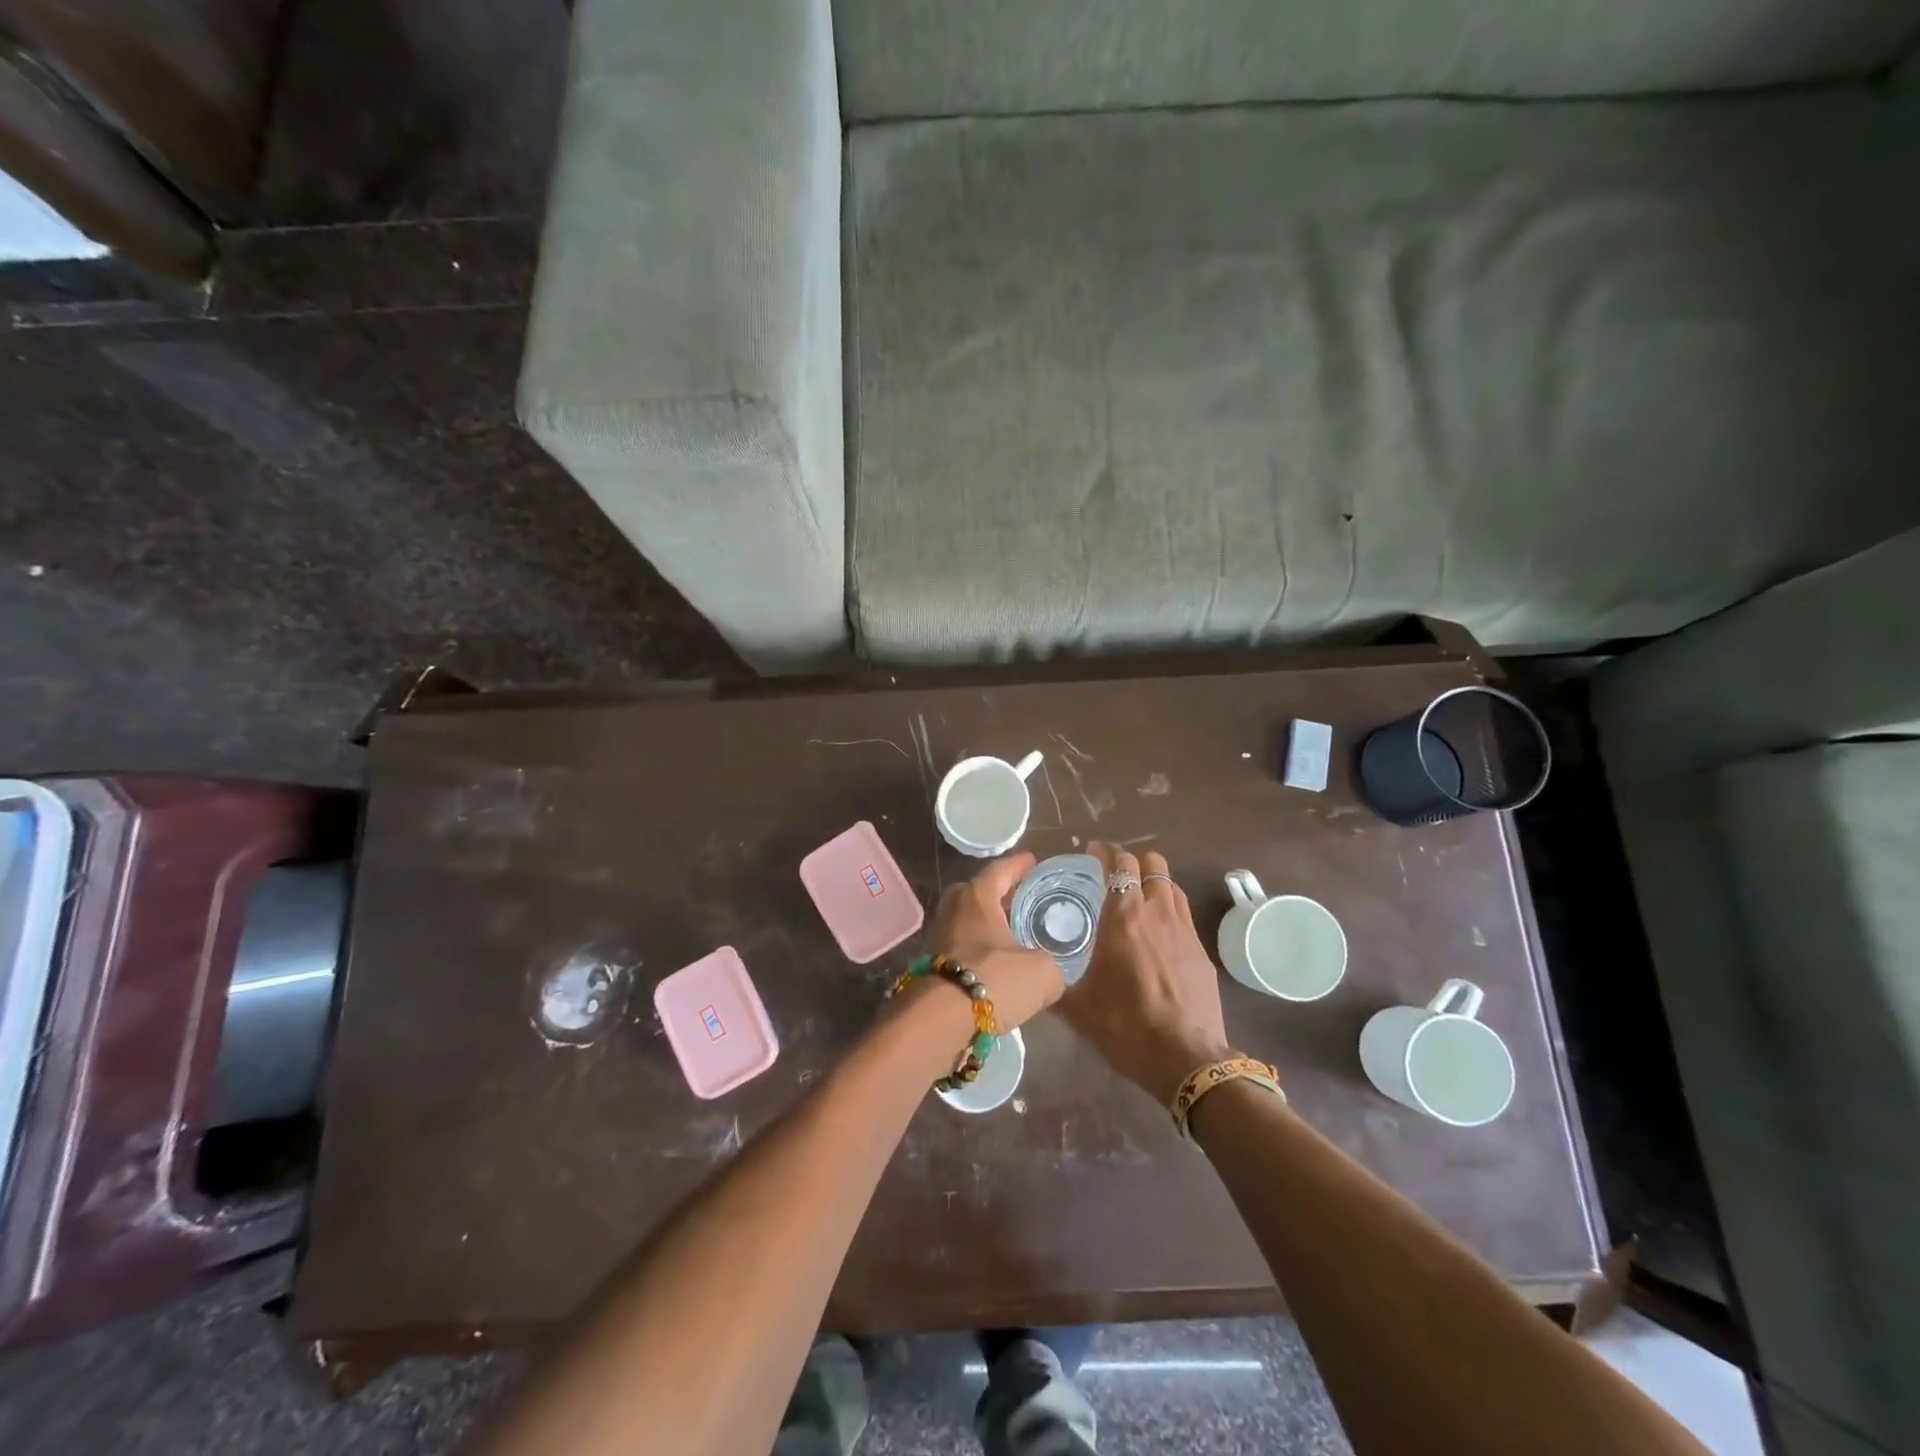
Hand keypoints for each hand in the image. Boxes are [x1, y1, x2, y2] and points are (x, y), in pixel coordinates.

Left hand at [925, 852, 1063, 1030]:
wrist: (936, 1023)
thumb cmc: (993, 981)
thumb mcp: (1042, 973)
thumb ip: (1051, 966)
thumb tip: (1050, 973)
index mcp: (977, 897)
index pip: (1000, 870)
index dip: (1018, 865)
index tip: (1031, 860)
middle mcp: (952, 910)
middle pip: (976, 893)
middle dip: (997, 895)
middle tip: (1019, 900)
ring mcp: (935, 938)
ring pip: (965, 923)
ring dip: (985, 928)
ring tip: (1010, 937)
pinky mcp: (928, 967)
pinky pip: (959, 950)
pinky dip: (976, 954)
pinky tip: (993, 970)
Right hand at [1059, 842, 1232, 1104]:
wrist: (1186, 1059)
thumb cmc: (1126, 1027)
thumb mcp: (1079, 1008)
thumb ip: (1054, 985)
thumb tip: (1034, 977)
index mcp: (1124, 917)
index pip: (1119, 864)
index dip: (1105, 852)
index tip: (1092, 851)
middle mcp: (1157, 913)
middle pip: (1152, 863)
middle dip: (1132, 862)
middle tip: (1113, 876)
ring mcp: (1185, 930)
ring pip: (1172, 885)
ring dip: (1154, 883)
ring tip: (1137, 900)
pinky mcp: (1202, 952)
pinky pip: (1184, 915)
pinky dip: (1169, 911)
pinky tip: (1157, 936)